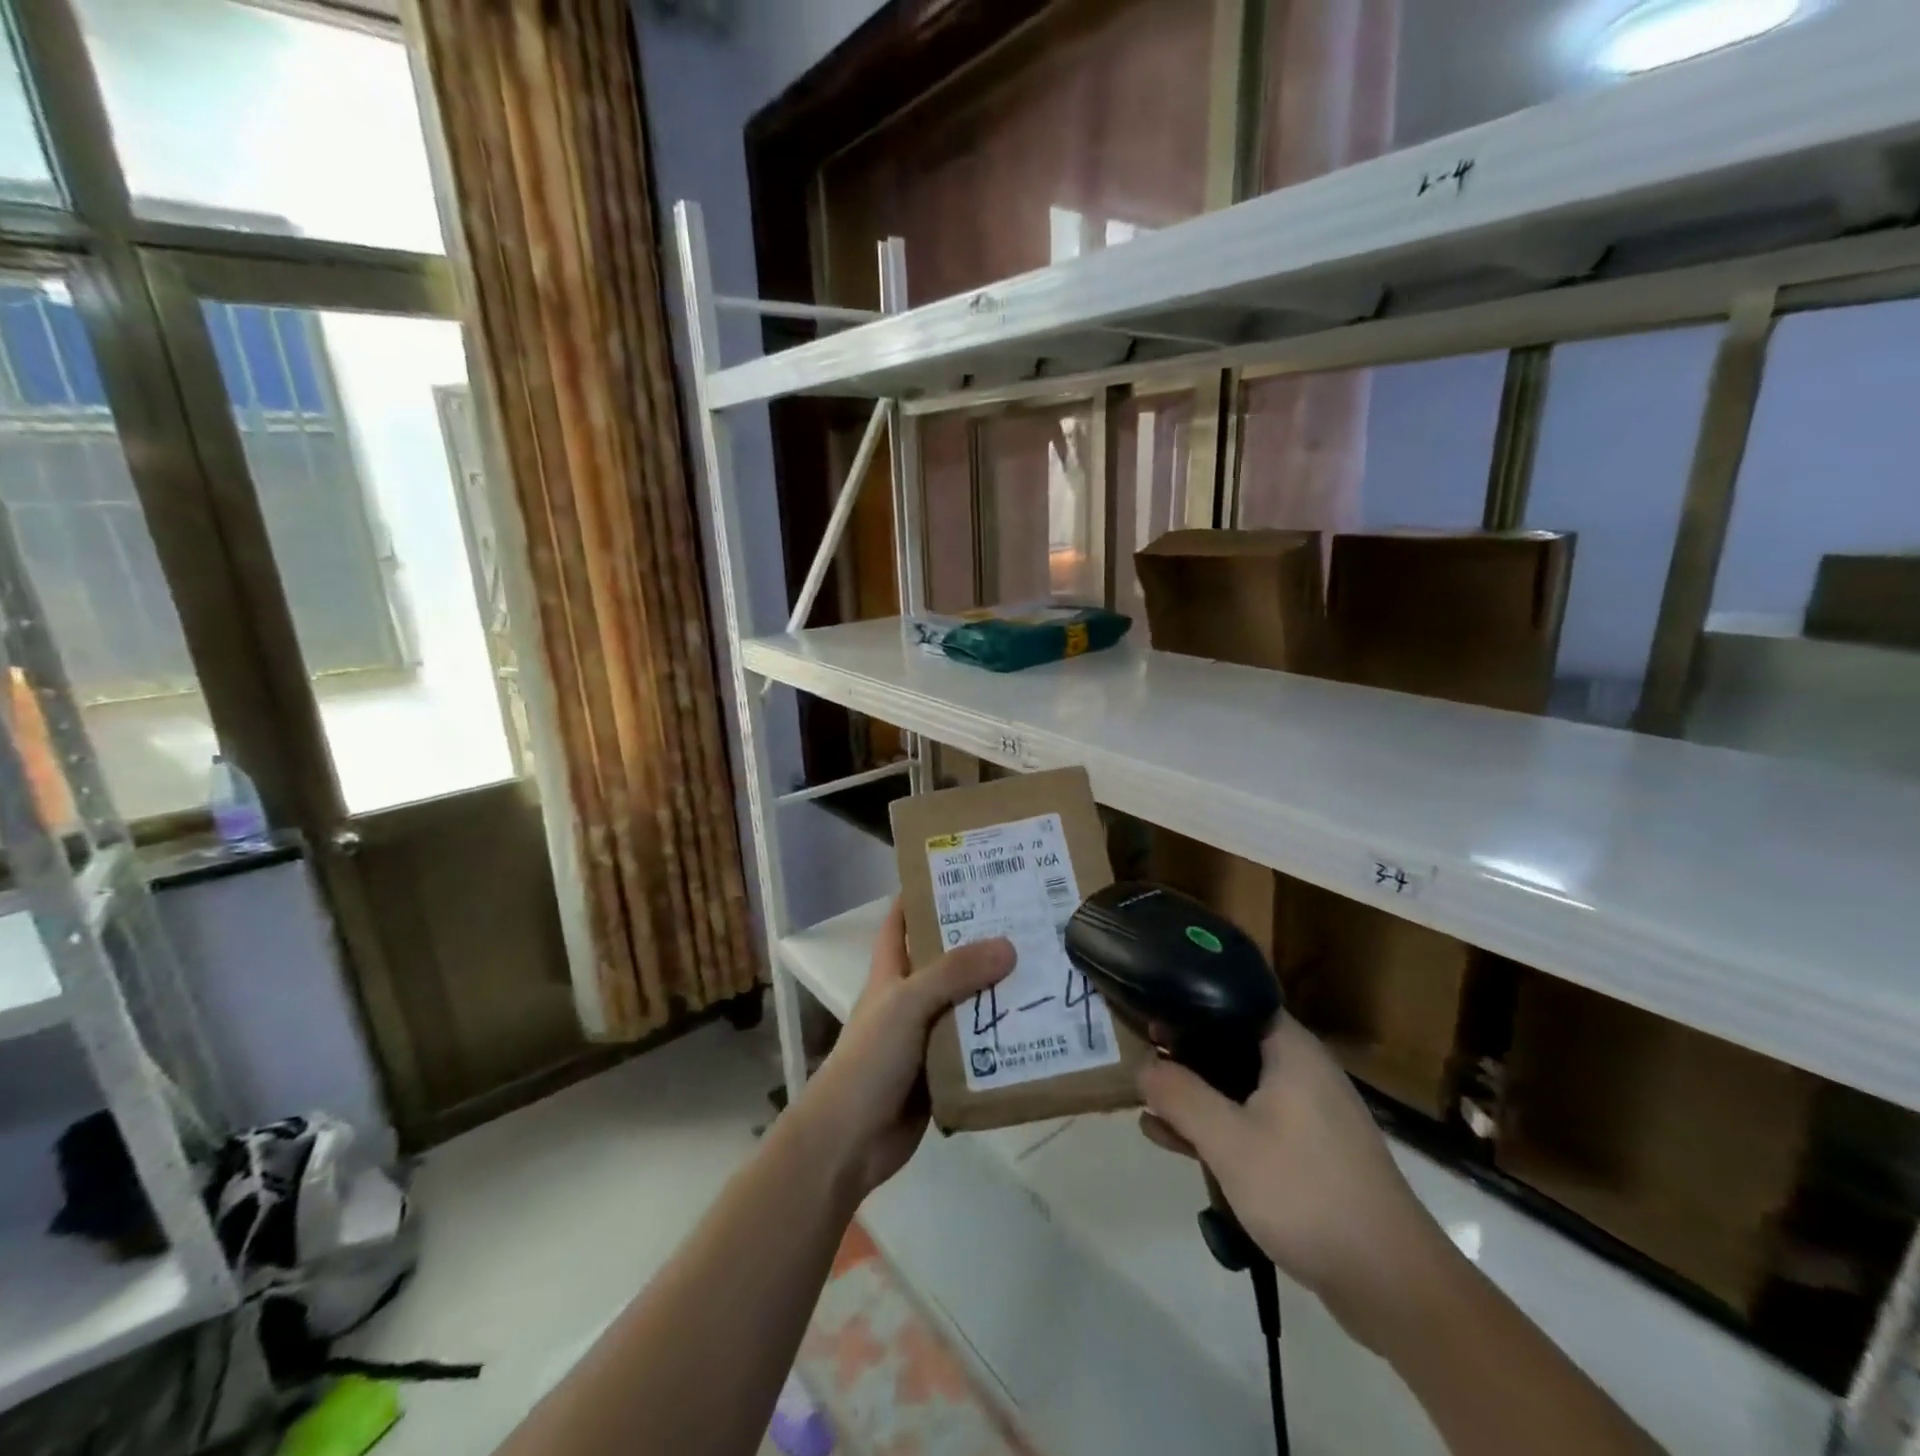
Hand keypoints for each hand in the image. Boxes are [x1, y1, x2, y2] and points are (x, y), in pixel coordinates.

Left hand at [797, 900, 1013, 1202]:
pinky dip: (1003, 1038)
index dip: (924, 892)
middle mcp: (910, 998)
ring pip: (969, 1004)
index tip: (964, 871)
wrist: (851, 1141)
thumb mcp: (908, 1003)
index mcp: (891, 972)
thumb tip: (1008, 945)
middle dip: (981, 940)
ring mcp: (927, 1036)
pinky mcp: (944, 1072)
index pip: (903, 920)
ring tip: (1046, 965)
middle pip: (948, 960)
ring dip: (999, 991)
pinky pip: (978, 1047)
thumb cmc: (871, 1059)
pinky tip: (1040, 1026)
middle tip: (1027, 916)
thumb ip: (954, 973)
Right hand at [1138, 1017, 1450, 1348]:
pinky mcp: (1311, 1155)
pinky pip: (1253, 1124)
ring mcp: (1310, 1115)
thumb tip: (1141, 1065)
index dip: (1191, 1004)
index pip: (1235, 1002)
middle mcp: (1303, 1071)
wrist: (1392, 1284)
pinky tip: (1175, 1142)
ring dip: (1197, 1097)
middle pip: (1233, 1045)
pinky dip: (1218, 1128)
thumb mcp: (1228, 1141)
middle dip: (1186, 1055)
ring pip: (1240, 1089)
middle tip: (1142, 1059)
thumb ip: (1180, 1096)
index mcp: (1291, 1050)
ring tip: (1147, 1105)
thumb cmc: (1306, 1192)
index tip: (1152, 1011)